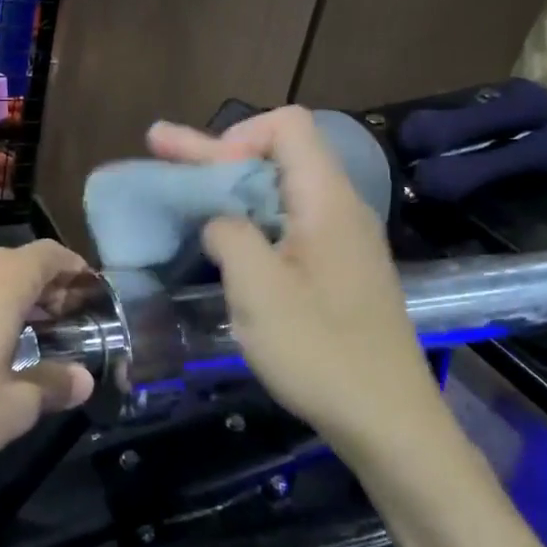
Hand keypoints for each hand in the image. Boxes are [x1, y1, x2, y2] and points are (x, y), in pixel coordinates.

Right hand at [147, 107, 440, 450]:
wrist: (388, 421)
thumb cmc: (320, 352)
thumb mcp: (259, 291)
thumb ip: (229, 234)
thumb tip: (219, 220)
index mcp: (326, 200)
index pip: (286, 126)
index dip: (237, 135)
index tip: (204, 175)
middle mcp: (339, 208)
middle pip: (277, 155)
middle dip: (215, 152)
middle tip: (158, 146)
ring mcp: (340, 240)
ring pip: (279, 190)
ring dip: (228, 186)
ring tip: (179, 190)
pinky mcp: (336, 269)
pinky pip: (286, 223)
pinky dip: (248, 219)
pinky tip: (220, 237)